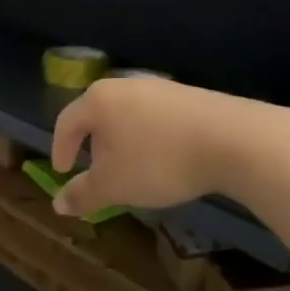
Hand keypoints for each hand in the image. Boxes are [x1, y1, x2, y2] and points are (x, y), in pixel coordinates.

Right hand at [49, 77, 268, 217]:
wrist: (232, 140)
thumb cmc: (158, 161)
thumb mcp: (114, 186)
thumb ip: (83, 194)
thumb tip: (57, 204)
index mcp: (98, 101)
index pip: (66, 122)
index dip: (60, 149)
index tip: (62, 171)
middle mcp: (125, 86)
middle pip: (98, 114)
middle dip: (94, 144)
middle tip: (96, 170)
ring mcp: (160, 87)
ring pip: (129, 115)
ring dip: (124, 141)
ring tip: (133, 168)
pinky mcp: (189, 95)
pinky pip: (157, 117)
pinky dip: (152, 138)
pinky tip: (167, 159)